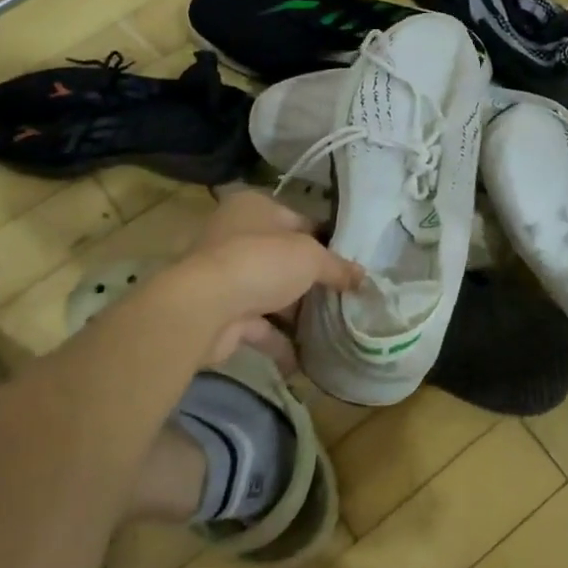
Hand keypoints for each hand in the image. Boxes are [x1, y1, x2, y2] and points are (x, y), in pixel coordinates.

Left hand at [157, 190, 361, 368]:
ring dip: (295, 312)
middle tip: (346, 295)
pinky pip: (258, 327)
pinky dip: (280, 343)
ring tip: (333, 327)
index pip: (299, 220)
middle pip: (283, 258)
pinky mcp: (222, 313)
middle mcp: (235, 236)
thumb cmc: (261, 263)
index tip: (350, 262)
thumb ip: (337, 267)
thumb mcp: (311, 258)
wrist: (204, 308)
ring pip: (270, 292)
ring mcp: (226, 276)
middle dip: (311, 279)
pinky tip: (306, 360)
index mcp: (254, 208)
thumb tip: (363, 277)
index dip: (326, 241)